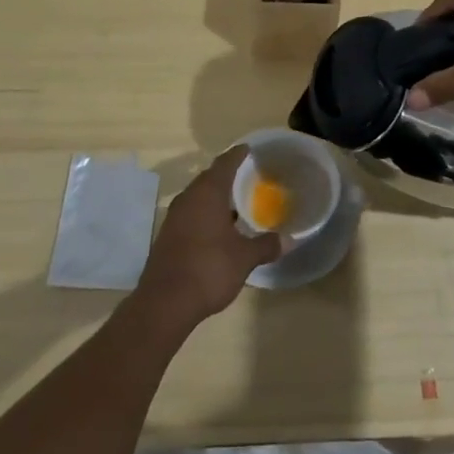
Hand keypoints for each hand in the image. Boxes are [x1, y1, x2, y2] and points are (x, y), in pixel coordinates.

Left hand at [134, 146, 281, 328]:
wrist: (164, 303)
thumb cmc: (209, 269)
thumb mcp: (244, 258)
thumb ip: (266, 245)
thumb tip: (288, 239)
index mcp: (207, 194)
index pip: (224, 164)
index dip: (237, 155)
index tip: (248, 149)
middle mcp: (188, 199)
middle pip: (208, 178)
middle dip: (226, 175)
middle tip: (247, 176)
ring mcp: (174, 218)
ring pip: (197, 198)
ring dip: (214, 197)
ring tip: (235, 203)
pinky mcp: (167, 237)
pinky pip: (190, 215)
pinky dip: (205, 214)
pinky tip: (218, 229)